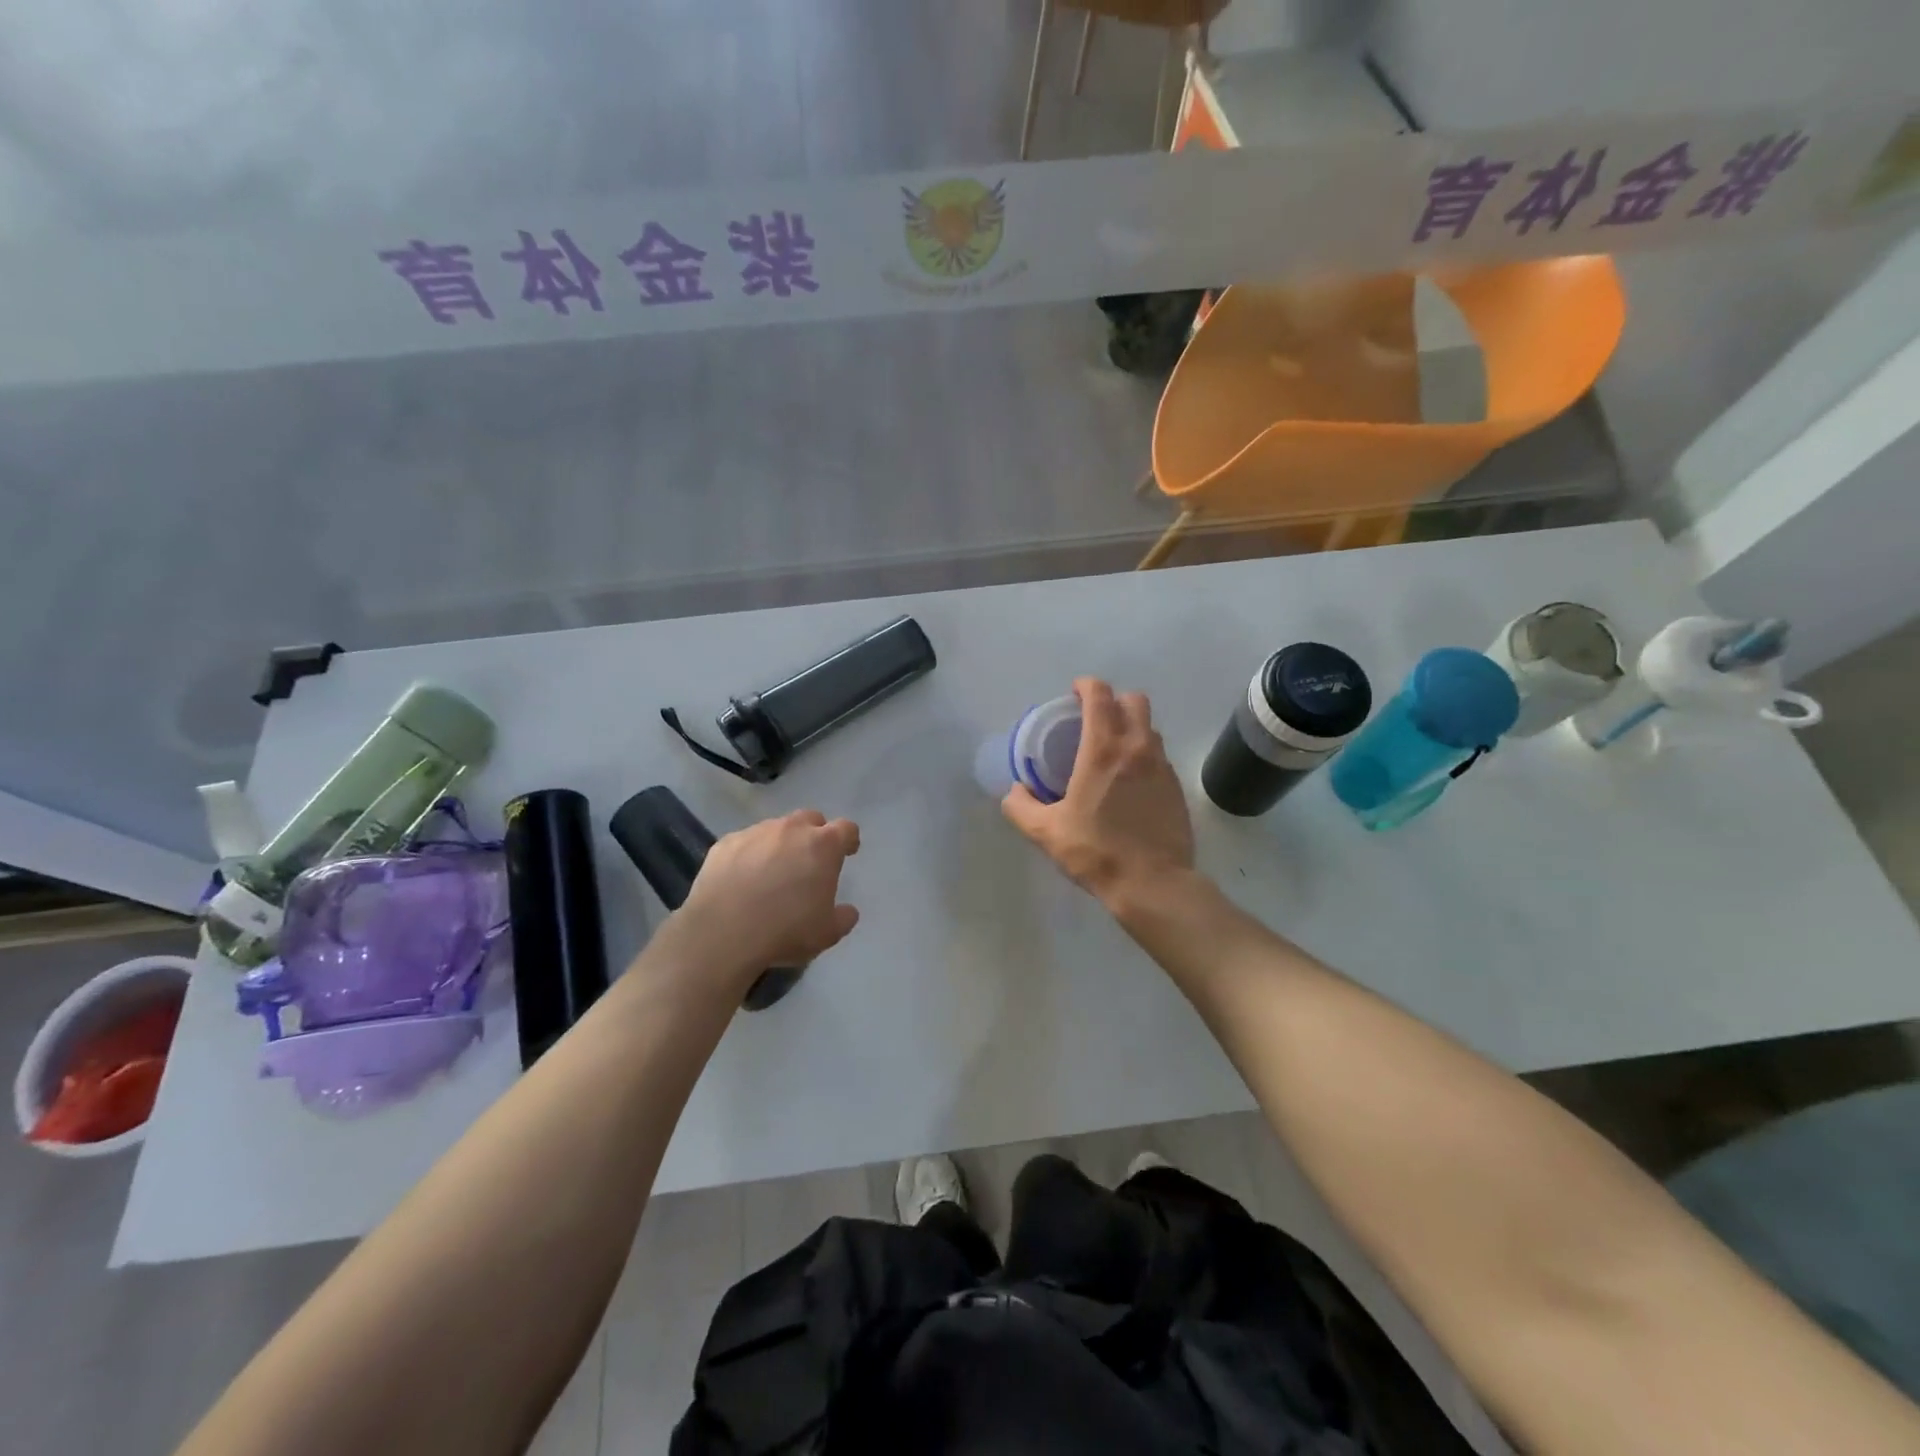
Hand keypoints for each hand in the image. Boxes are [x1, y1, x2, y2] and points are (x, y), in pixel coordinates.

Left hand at [675, 810, 860, 983]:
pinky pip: (745, 843)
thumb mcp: (827, 933)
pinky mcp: (725, 843)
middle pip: (810, 819)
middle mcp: (791, 830)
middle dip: (814, 834)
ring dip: (780, 844)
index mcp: (823, 846)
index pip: (846, 829)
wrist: (723, 934)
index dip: (849, 840)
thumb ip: (843, 917)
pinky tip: (742, 879)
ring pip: (775, 829)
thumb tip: (848, 911)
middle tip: (810, 861)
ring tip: (772, 872)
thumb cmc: (785, 930)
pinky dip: (749, 854)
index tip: (848, 853)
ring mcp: (756, 833)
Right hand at [1001, 678, 1194, 907]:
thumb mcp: (1046, 832)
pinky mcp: (1177, 787)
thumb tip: (1015, 792)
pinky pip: (1159, 756)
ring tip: (1112, 751)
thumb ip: (1021, 807)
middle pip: (1134, 701)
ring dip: (1131, 727)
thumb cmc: (1096, 852)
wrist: (1153, 884)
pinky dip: (1144, 755)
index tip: (1074, 694)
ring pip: (1150, 728)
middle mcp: (1137, 748)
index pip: (1100, 695)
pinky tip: (1130, 782)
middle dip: (1114, 701)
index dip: (1086, 686)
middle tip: (1094, 720)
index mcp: (1103, 750)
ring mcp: (1162, 766)